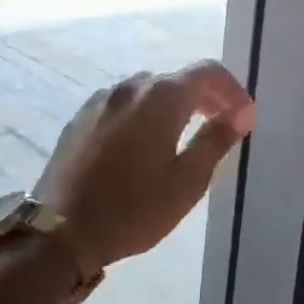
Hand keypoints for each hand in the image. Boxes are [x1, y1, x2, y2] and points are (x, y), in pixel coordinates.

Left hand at [37, 61, 255, 269]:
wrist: (60, 231)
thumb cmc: (134, 208)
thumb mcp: (187, 181)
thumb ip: (215, 141)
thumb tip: (238, 115)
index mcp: (161, 96)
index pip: (208, 72)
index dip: (232, 90)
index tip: (244, 118)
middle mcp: (130, 87)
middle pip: (177, 78)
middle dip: (205, 97)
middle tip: (221, 126)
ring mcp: (101, 100)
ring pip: (148, 90)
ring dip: (173, 105)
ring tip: (183, 136)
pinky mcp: (80, 117)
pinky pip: (123, 105)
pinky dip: (143, 114)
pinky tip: (144, 144)